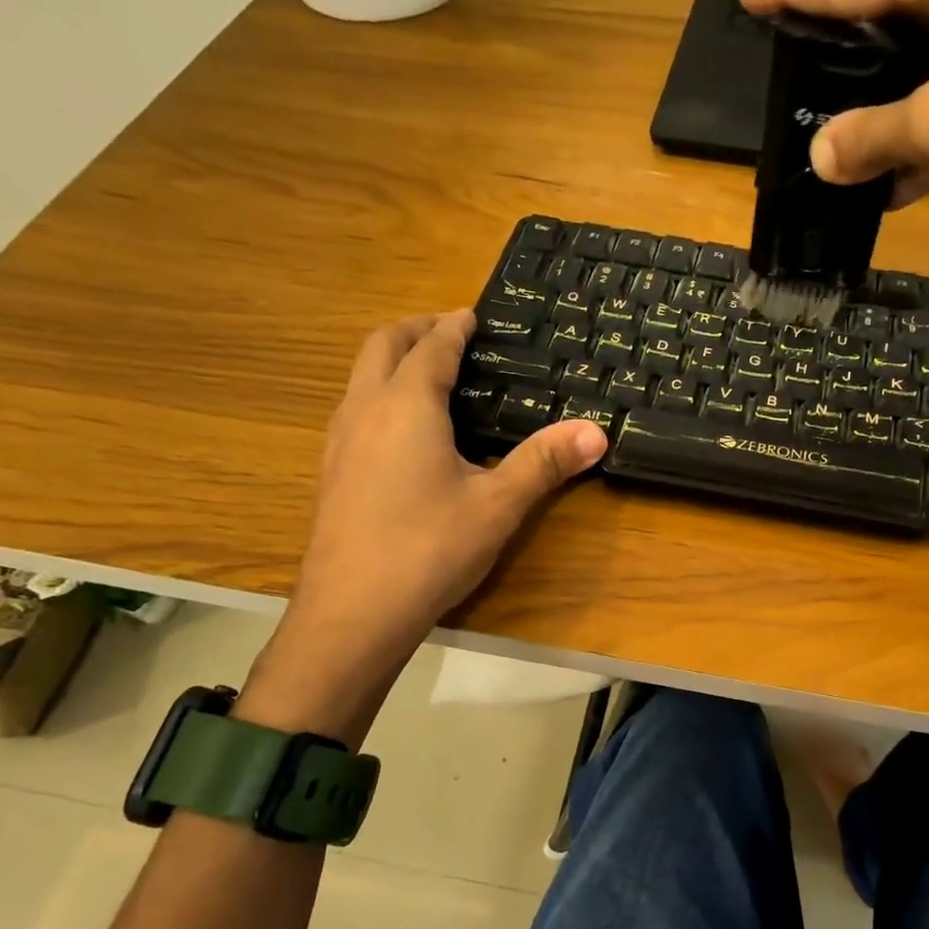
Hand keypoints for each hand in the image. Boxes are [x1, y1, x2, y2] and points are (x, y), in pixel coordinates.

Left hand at [237, 311, 605, 742]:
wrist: (352, 613)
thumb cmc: (429, 548)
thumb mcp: (498, 504)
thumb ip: (544, 462)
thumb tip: (597, 432)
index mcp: (407, 406)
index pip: (431, 348)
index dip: (454, 327)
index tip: (473, 315)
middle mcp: (365, 411)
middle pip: (382, 346)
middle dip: (415, 330)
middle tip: (450, 332)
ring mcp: (340, 442)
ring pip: (360, 377)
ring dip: (392, 360)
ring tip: (429, 373)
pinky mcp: (332, 472)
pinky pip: (355, 409)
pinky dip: (380, 394)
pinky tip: (404, 432)